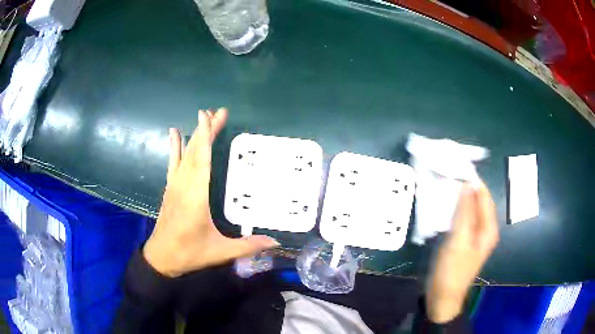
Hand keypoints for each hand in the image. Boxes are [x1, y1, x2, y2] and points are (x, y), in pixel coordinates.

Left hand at [143, 108, 278, 277]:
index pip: (201, 159)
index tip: (209, 115)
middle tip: (218, 112)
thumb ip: (248, 246)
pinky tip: (175, 134)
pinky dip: (175, 146)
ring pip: (184, 154)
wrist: (161, 257)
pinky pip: (173, 162)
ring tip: (202, 116)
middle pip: (194, 151)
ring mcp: (175, 185)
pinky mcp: (171, 188)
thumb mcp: (220, 252)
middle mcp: (184, 185)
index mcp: (196, 196)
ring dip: (194, 135)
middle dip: (205, 129)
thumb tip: (275, 243)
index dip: (205, 136)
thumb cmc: (190, 253)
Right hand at [426, 182, 498, 322]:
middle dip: (465, 188)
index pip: (484, 196)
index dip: (473, 181)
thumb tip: (467, 184)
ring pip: (469, 209)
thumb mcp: (459, 240)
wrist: (442, 297)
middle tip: (448, 175)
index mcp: (488, 228)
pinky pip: (462, 218)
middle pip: (478, 201)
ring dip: (459, 198)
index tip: (456, 167)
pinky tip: (444, 205)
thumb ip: (464, 212)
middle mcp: (485, 228)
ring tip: (444, 185)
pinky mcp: (464, 239)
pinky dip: (455, 209)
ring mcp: (474, 235)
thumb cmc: (452, 270)